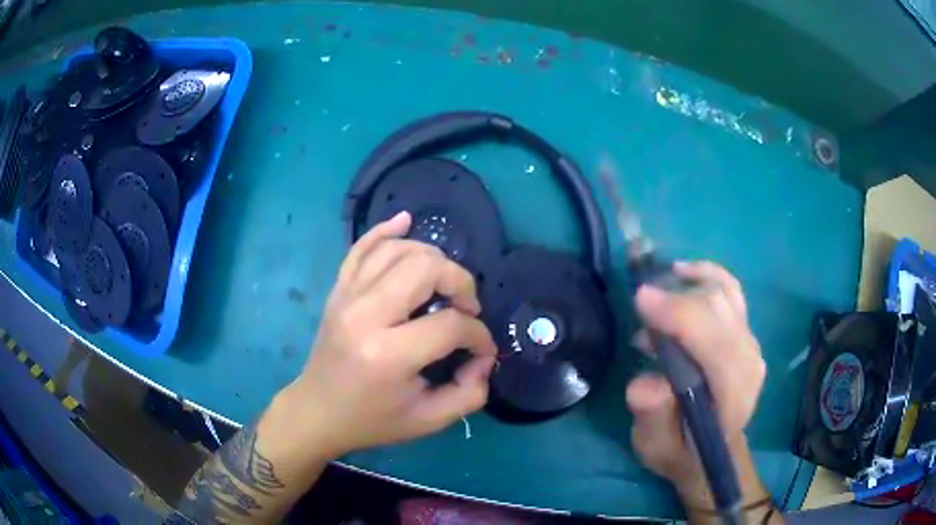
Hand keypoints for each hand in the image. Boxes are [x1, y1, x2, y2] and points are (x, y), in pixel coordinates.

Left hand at [283, 211, 496, 458]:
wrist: (318, 411)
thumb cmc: (372, 420)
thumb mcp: (428, 420)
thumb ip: (470, 393)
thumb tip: (484, 358)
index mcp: (388, 354)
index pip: (451, 324)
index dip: (478, 335)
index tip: (481, 350)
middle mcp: (365, 315)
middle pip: (426, 269)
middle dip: (459, 283)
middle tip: (465, 308)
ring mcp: (347, 296)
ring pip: (398, 250)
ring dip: (432, 259)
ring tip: (443, 284)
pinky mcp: (338, 289)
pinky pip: (361, 247)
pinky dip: (385, 230)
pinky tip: (405, 221)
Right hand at [626, 261, 764, 486]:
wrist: (710, 450)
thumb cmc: (680, 449)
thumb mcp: (655, 446)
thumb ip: (653, 417)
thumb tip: (646, 383)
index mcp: (733, 391)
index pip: (713, 339)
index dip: (677, 314)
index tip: (640, 301)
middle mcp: (749, 358)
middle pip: (717, 307)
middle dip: (676, 297)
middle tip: (639, 305)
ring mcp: (750, 341)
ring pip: (723, 292)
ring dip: (687, 284)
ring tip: (655, 294)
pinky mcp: (745, 331)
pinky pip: (730, 290)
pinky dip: (706, 274)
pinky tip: (684, 272)